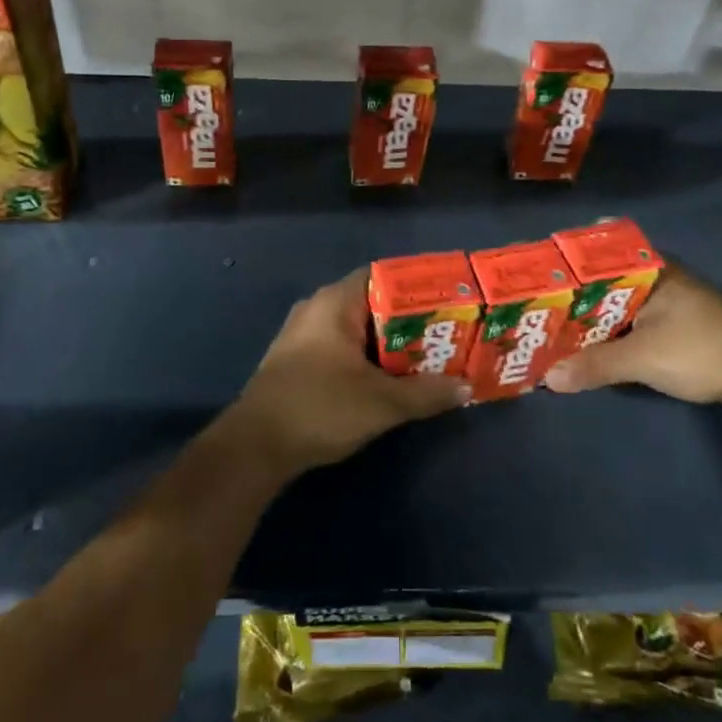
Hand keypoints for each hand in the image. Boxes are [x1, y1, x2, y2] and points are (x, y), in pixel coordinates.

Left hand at [225, 268, 470, 475]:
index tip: (448, 300)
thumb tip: (466, 387)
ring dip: (389, 342)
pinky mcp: (297, 359)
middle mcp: (317, 308)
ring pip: (357, 328)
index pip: (383, 275)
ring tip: (427, 357)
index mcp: (335, 303)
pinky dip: (367, 356)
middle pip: (373, 302)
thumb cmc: (321, 408)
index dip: (417, 285)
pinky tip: (389, 378)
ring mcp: (303, 334)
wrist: (255, 446)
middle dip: (409, 320)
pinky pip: (341, 346)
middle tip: (446, 334)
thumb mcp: (382, 403)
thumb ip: (427, 393)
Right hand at [545, 269, 721, 407]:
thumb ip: (595, 365)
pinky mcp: (677, 328)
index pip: (595, 254)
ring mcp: (668, 303)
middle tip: (530, 304)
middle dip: (569, 295)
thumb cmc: (702, 348)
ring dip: (589, 318)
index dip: (563, 261)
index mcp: (648, 270)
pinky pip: (630, 324)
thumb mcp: (642, 357)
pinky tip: (587, 346)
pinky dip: (608, 333)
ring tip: (548, 327)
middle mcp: (656, 279)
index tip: (532, 269)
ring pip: (616, 305)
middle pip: (602, 282)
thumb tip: (548, 379)